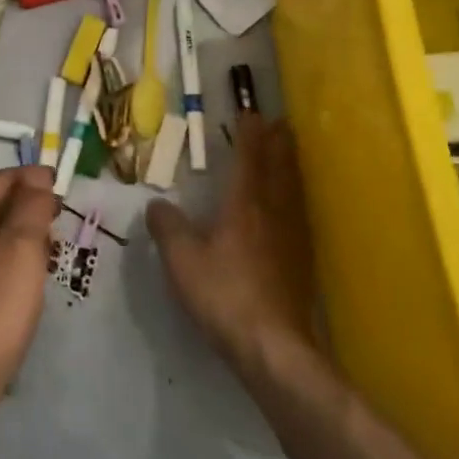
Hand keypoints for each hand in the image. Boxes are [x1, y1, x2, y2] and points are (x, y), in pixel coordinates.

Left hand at [0, 166, 59, 412]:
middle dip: (29, 206)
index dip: (33, 177)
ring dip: (22, 236)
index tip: (66, 186)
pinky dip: (11, 262)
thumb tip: (37, 176)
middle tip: (62, 220)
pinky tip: (27, 283)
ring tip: (51, 251)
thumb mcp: (20, 250)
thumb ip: (30, 208)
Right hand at [147, 114, 316, 380]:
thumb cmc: (223, 295)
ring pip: (294, 189)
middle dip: (278, 143)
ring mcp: (293, 237)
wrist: (273, 345)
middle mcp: (273, 213)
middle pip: (280, 168)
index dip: (249, 135)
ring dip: (291, 165)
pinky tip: (293, 206)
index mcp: (245, 206)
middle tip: (280, 122)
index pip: (249, 159)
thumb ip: (167, 228)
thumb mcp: (182, 261)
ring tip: (290, 151)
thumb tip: (156, 204)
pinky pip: (300, 213)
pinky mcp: (302, 261)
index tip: (250, 113)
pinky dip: (296, 196)